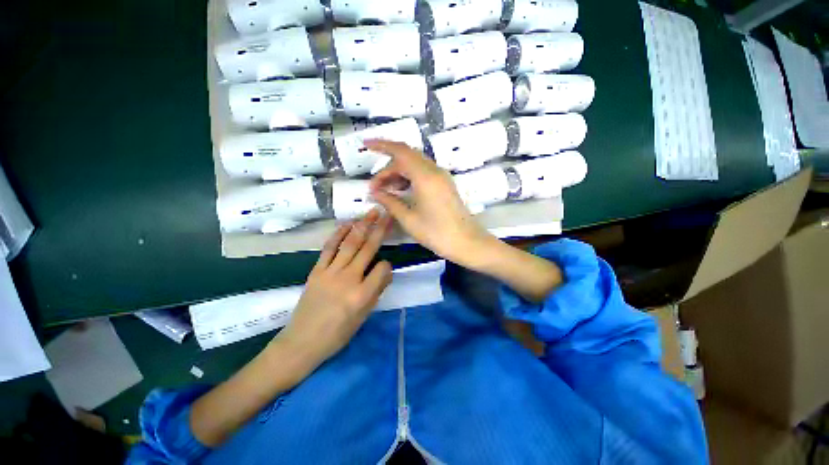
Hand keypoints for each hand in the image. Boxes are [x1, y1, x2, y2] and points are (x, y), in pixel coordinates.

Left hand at [277, 209, 392, 371]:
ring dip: (362, 225)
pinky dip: (339, 234)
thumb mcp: (363, 317)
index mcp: (362, 295)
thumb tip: (386, 270)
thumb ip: (376, 291)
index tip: (385, 268)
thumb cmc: (337, 334)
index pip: (382, 269)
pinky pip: (330, 248)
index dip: (387, 266)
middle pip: (367, 249)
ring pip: (350, 244)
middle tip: (387, 214)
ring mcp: (330, 273)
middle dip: (379, 229)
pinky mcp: (317, 270)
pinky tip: (348, 223)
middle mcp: (348, 280)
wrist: (302, 342)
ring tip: (371, 212)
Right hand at [366, 139, 497, 268]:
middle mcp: (434, 171)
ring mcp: (441, 177)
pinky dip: (409, 177)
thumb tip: (375, 192)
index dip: (382, 145)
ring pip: (415, 164)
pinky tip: (401, 191)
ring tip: (386, 190)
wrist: (466, 242)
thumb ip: (390, 202)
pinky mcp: (444, 184)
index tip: (366, 145)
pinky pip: (423, 173)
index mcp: (425, 176)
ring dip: (398, 172)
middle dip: (388, 167)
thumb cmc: (436, 233)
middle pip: (407, 157)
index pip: (400, 151)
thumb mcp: (408, 219)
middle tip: (375, 186)